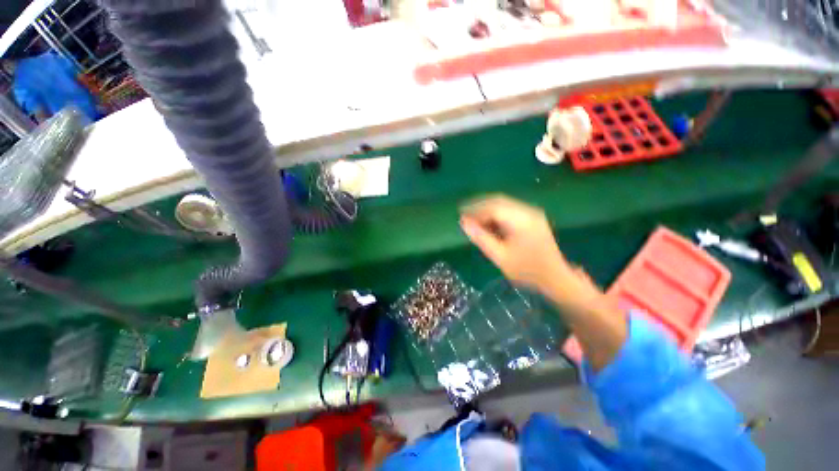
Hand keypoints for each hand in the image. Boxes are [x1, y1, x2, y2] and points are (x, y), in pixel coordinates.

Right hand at [461, 195, 625, 369]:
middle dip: (479, 208)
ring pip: (503, 205)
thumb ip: (481, 238)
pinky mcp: (532, 219)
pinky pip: (510, 211)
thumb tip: (463, 223)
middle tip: (464, 217)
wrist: (556, 279)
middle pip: (498, 202)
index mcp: (521, 220)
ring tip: (474, 222)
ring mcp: (532, 214)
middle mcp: (528, 211)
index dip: (475, 209)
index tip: (460, 216)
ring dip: (487, 211)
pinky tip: (488, 225)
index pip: (493, 207)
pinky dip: (496, 216)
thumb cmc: (527, 271)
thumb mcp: (500, 257)